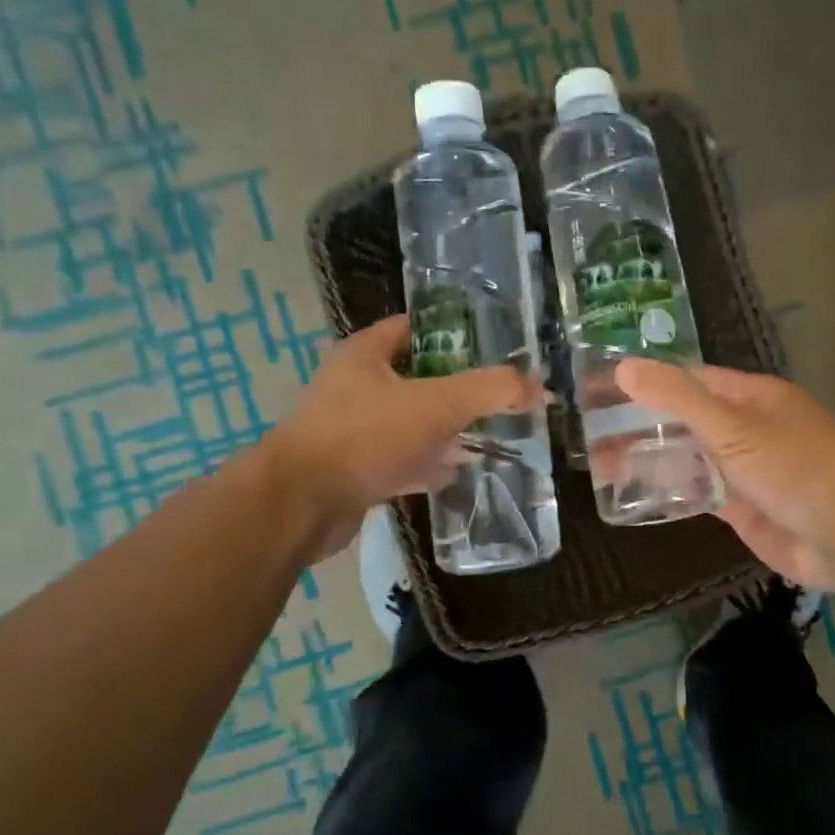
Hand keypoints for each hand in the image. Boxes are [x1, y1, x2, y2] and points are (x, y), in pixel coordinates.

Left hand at [266, 315, 539, 560]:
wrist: (298, 506)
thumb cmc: (364, 437)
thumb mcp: (435, 405)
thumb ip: (489, 391)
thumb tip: (537, 386)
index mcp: (365, 354)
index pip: (414, 328)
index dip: (454, 333)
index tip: (494, 348)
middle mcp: (355, 387)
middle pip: (417, 378)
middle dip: (458, 389)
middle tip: (498, 398)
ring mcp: (351, 430)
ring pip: (409, 423)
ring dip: (444, 431)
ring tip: (487, 436)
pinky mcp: (352, 470)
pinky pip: (398, 460)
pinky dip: (424, 465)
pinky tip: (453, 473)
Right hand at [615, 360, 834, 589]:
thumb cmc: (794, 468)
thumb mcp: (732, 426)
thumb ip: (678, 398)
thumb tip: (624, 367)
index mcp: (752, 397)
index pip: (691, 380)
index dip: (649, 382)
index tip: (604, 389)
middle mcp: (747, 428)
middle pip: (686, 419)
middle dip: (643, 424)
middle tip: (591, 433)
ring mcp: (744, 469)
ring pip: (688, 457)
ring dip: (651, 458)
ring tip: (600, 463)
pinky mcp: (741, 507)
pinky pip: (698, 492)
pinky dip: (670, 490)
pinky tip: (633, 493)